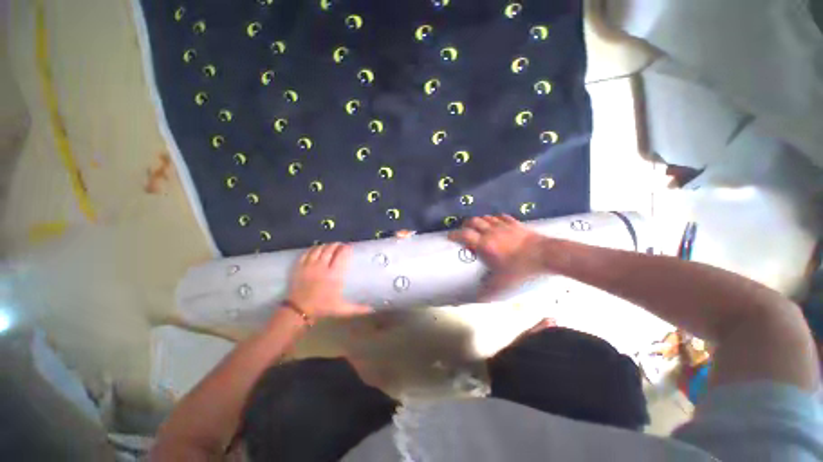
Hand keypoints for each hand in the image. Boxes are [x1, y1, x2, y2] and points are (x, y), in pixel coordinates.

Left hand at [286, 243, 370, 319]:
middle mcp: (322, 267)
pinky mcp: (299, 266)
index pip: (341, 254)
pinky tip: (317, 249)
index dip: (346, 248)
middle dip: (337, 245)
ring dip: (326, 245)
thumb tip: (373, 309)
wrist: (298, 311)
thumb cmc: (323, 308)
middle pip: (330, 248)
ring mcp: (309, 265)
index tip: (349, 247)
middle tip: (341, 245)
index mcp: (334, 274)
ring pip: (319, 248)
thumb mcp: (342, 309)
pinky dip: (313, 249)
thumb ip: (358, 308)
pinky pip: (307, 252)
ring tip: (330, 247)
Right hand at [448, 215, 546, 298]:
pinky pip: (501, 216)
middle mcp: (491, 232)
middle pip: (473, 221)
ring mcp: (503, 226)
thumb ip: (488, 291)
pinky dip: (495, 218)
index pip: (464, 235)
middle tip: (464, 231)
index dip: (454, 234)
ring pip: (486, 217)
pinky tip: (496, 223)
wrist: (546, 255)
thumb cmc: (521, 269)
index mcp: (484, 244)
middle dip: (466, 224)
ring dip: (480, 221)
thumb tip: (476, 299)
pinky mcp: (515, 223)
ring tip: (479, 227)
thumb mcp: (503, 284)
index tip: (449, 236)